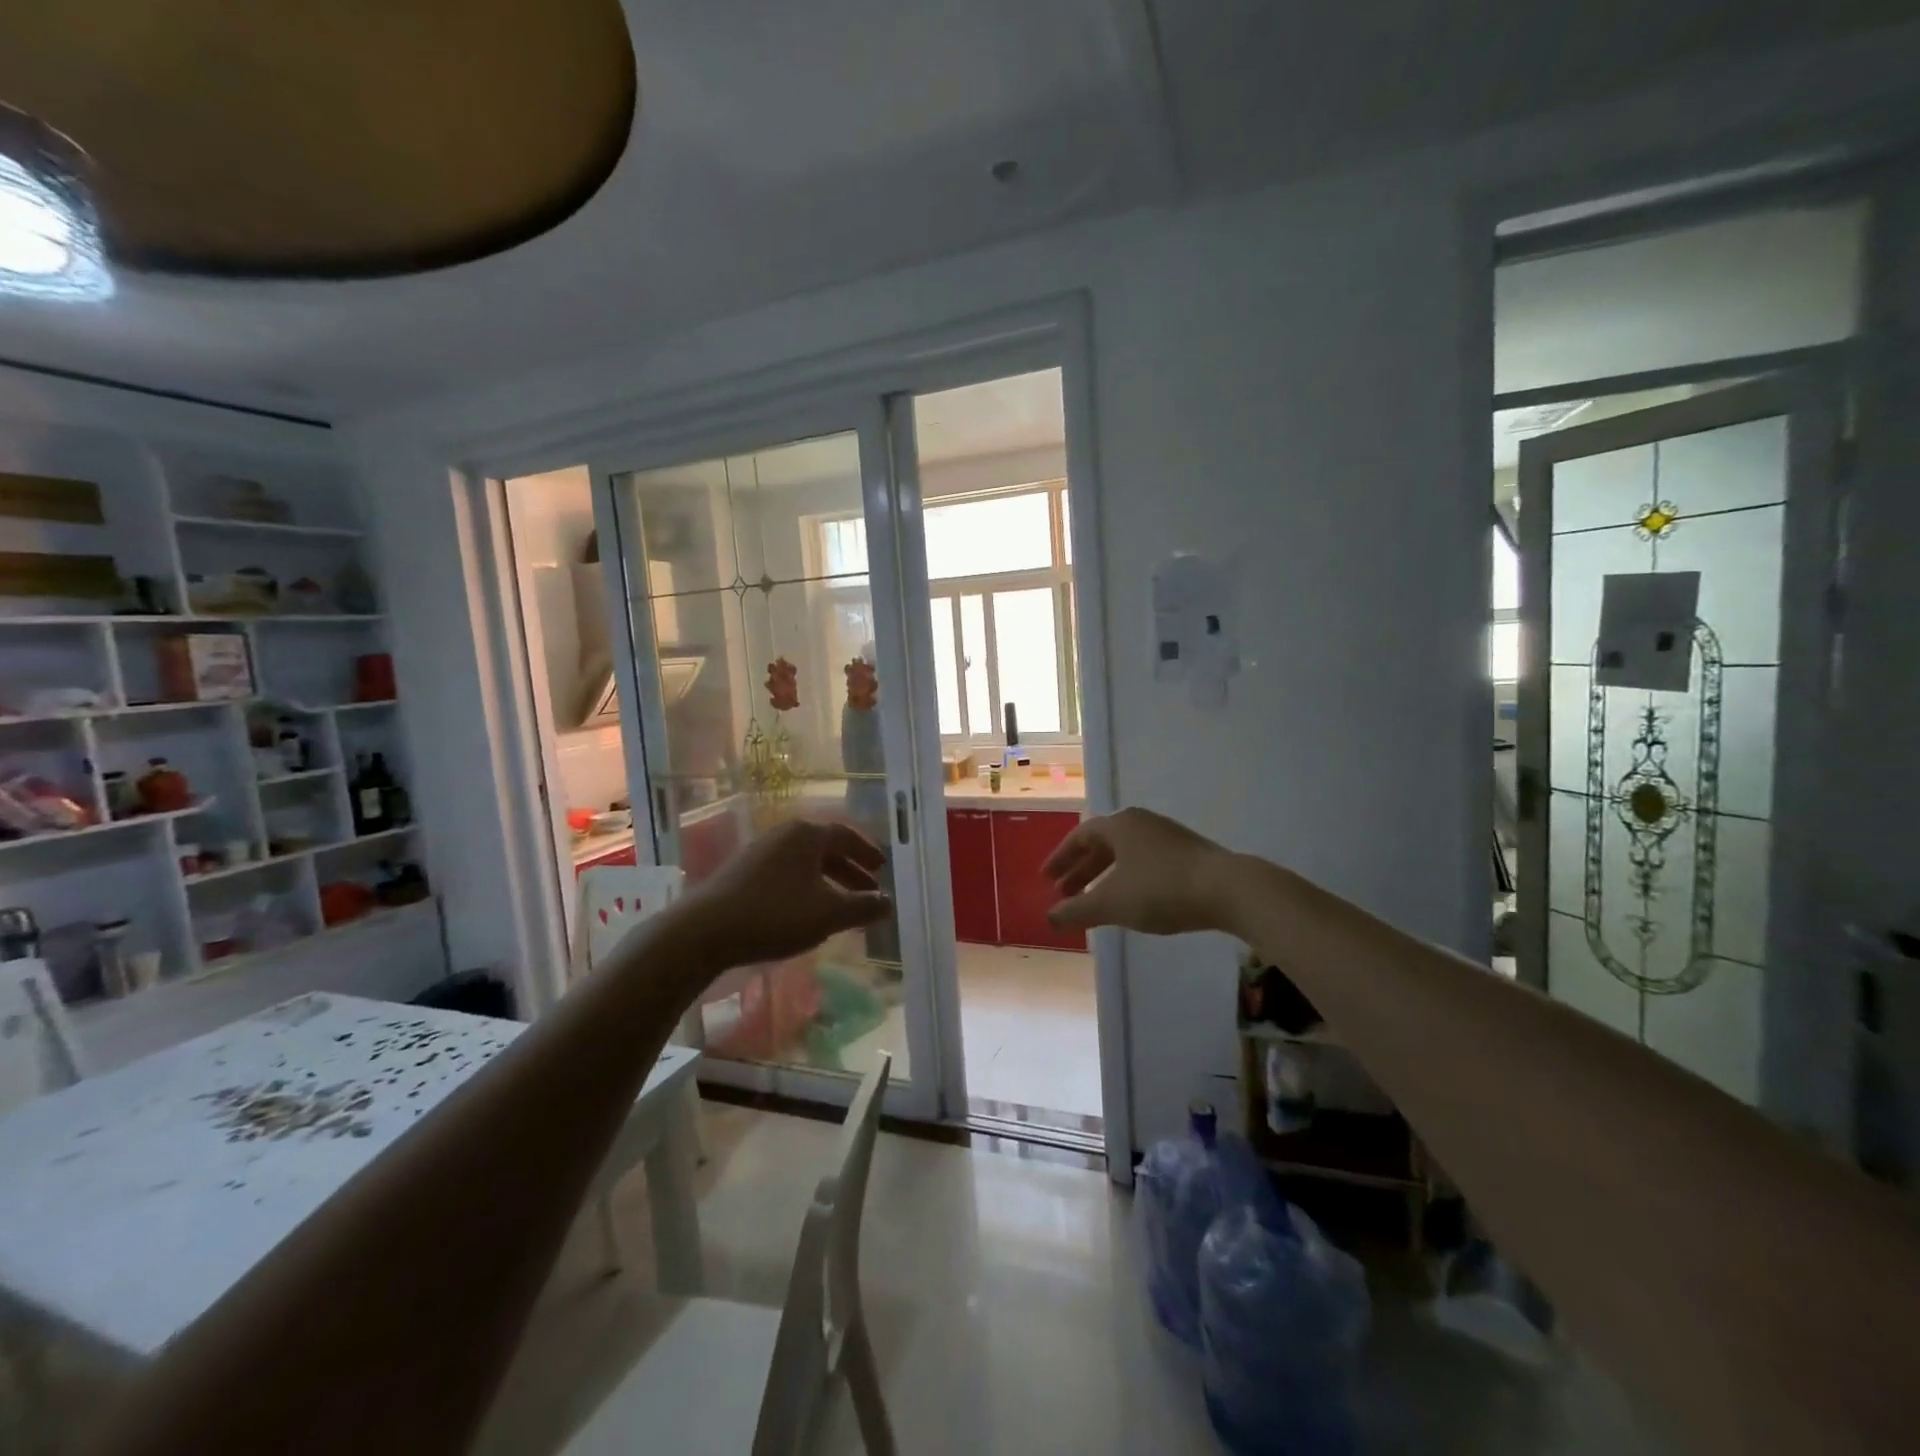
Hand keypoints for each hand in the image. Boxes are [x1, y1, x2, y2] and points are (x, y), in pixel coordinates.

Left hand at [678, 817, 890, 967]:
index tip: (882, 870)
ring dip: (828, 882)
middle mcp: (784, 834)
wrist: (705, 931)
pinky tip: (806, 913)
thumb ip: (863, 907)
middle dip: (849, 871)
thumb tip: (888, 902)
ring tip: (840, 907)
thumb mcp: (829, 914)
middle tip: (868, 892)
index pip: (846, 836)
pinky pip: (786, 873)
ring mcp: (760, 852)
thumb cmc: (776, 914)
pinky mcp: (742, 872)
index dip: (867, 853)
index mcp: (807, 834)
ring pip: (805, 863)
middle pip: (825, 849)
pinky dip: (805, 888)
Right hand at [1044, 808, 1237, 935]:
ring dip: (1104, 877)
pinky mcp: (1188, 854)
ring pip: (1125, 855)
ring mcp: (1167, 836)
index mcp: (1119, 825)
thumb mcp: (1112, 903)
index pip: (1080, 836)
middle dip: (1081, 870)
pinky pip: (1145, 862)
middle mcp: (1141, 823)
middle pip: (1102, 844)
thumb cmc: (1161, 890)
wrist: (1228, 890)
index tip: (1047, 879)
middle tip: (1066, 894)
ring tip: (1094, 902)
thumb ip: (1077, 910)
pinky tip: (1131, 902)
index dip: (1061, 858)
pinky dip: (1128, 880)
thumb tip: (1049, 917)